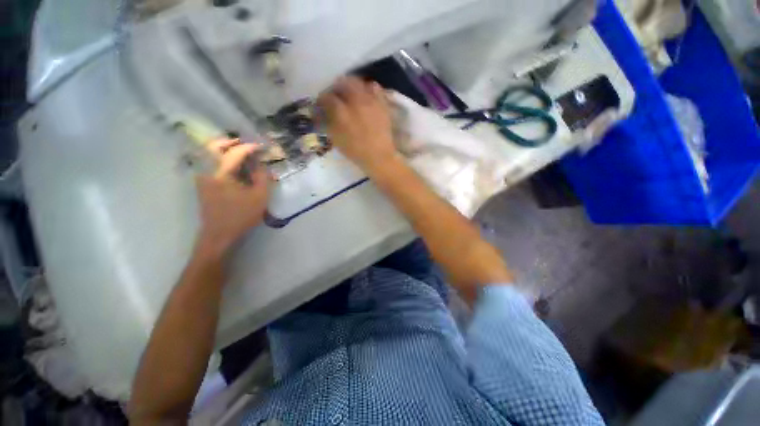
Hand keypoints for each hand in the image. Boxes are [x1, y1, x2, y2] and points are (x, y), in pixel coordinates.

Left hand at [195, 139, 269, 255]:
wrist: (219, 233)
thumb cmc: (241, 215)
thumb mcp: (259, 197)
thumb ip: (262, 178)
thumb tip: (261, 165)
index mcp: (221, 173)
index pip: (235, 152)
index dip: (250, 147)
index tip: (261, 147)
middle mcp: (207, 170)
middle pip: (214, 147)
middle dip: (230, 142)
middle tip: (245, 144)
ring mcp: (201, 176)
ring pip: (208, 153)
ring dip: (223, 149)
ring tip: (239, 151)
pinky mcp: (201, 183)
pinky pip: (208, 162)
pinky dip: (218, 158)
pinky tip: (230, 164)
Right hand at [317, 77, 399, 175]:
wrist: (379, 156)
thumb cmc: (356, 151)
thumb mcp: (336, 139)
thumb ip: (328, 122)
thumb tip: (322, 112)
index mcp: (342, 112)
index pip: (327, 97)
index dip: (322, 99)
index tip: (321, 103)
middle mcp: (356, 101)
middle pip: (343, 82)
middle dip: (337, 87)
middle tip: (336, 96)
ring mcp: (371, 101)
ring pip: (359, 82)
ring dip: (352, 86)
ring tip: (351, 95)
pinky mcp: (382, 103)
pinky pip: (375, 88)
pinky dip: (368, 89)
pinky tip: (366, 97)